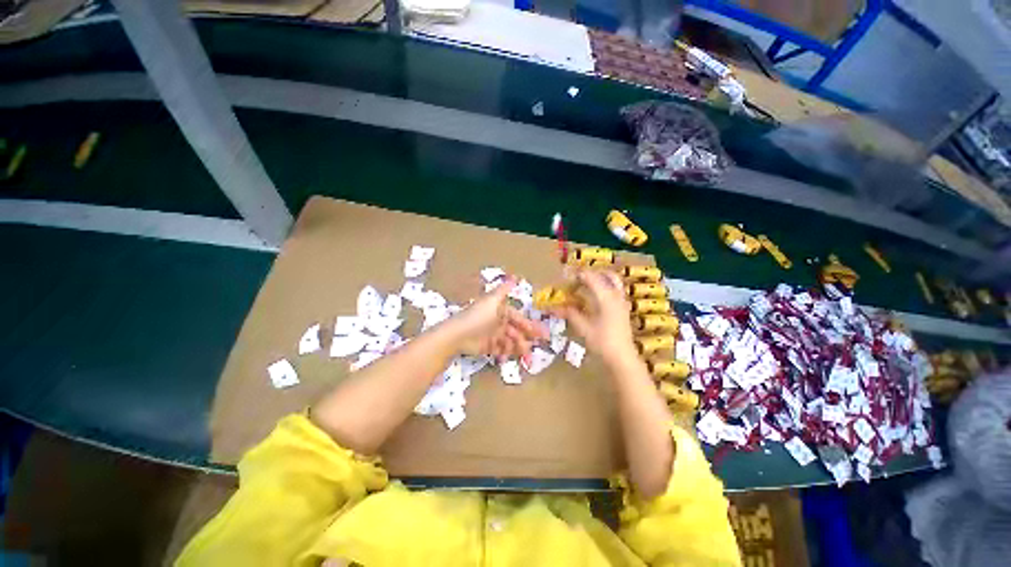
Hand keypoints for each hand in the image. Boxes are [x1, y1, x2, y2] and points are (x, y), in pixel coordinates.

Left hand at [446, 278, 547, 361]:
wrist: (458, 335)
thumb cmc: (478, 316)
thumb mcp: (492, 300)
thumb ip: (503, 289)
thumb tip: (516, 276)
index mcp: (500, 311)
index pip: (518, 318)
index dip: (529, 325)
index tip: (542, 334)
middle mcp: (498, 322)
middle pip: (515, 331)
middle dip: (525, 339)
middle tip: (534, 348)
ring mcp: (493, 335)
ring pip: (510, 342)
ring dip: (517, 348)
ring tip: (524, 355)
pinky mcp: (487, 347)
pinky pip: (500, 350)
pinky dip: (505, 353)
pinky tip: (507, 357)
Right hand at [554, 269, 638, 368]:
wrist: (622, 358)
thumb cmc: (602, 342)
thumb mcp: (583, 327)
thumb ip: (570, 313)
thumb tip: (555, 307)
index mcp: (606, 297)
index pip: (592, 278)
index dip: (579, 274)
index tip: (567, 275)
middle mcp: (616, 296)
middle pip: (608, 275)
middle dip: (593, 273)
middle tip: (579, 278)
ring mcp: (622, 302)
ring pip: (614, 282)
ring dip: (600, 280)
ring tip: (586, 286)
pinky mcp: (623, 310)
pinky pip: (615, 291)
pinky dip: (605, 289)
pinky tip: (594, 298)